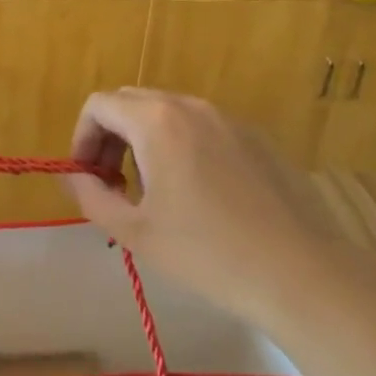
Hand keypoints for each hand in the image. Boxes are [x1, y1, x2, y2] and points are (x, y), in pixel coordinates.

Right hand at [65, 88, 314, 314]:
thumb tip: (74, 176)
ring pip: (168, 114)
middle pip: (132, 103)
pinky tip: (200, 195)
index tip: (87, 178)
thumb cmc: (208, 253)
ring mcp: (228, 119)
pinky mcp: (257, 137)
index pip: (99, 105)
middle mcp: (190, 106)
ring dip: (145, 142)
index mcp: (156, 120)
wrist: (302, 273)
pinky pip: (203, 128)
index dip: (82, 138)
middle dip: (111, 137)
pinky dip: (182, 146)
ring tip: (154, 192)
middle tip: (113, 184)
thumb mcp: (135, 232)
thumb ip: (91, 196)